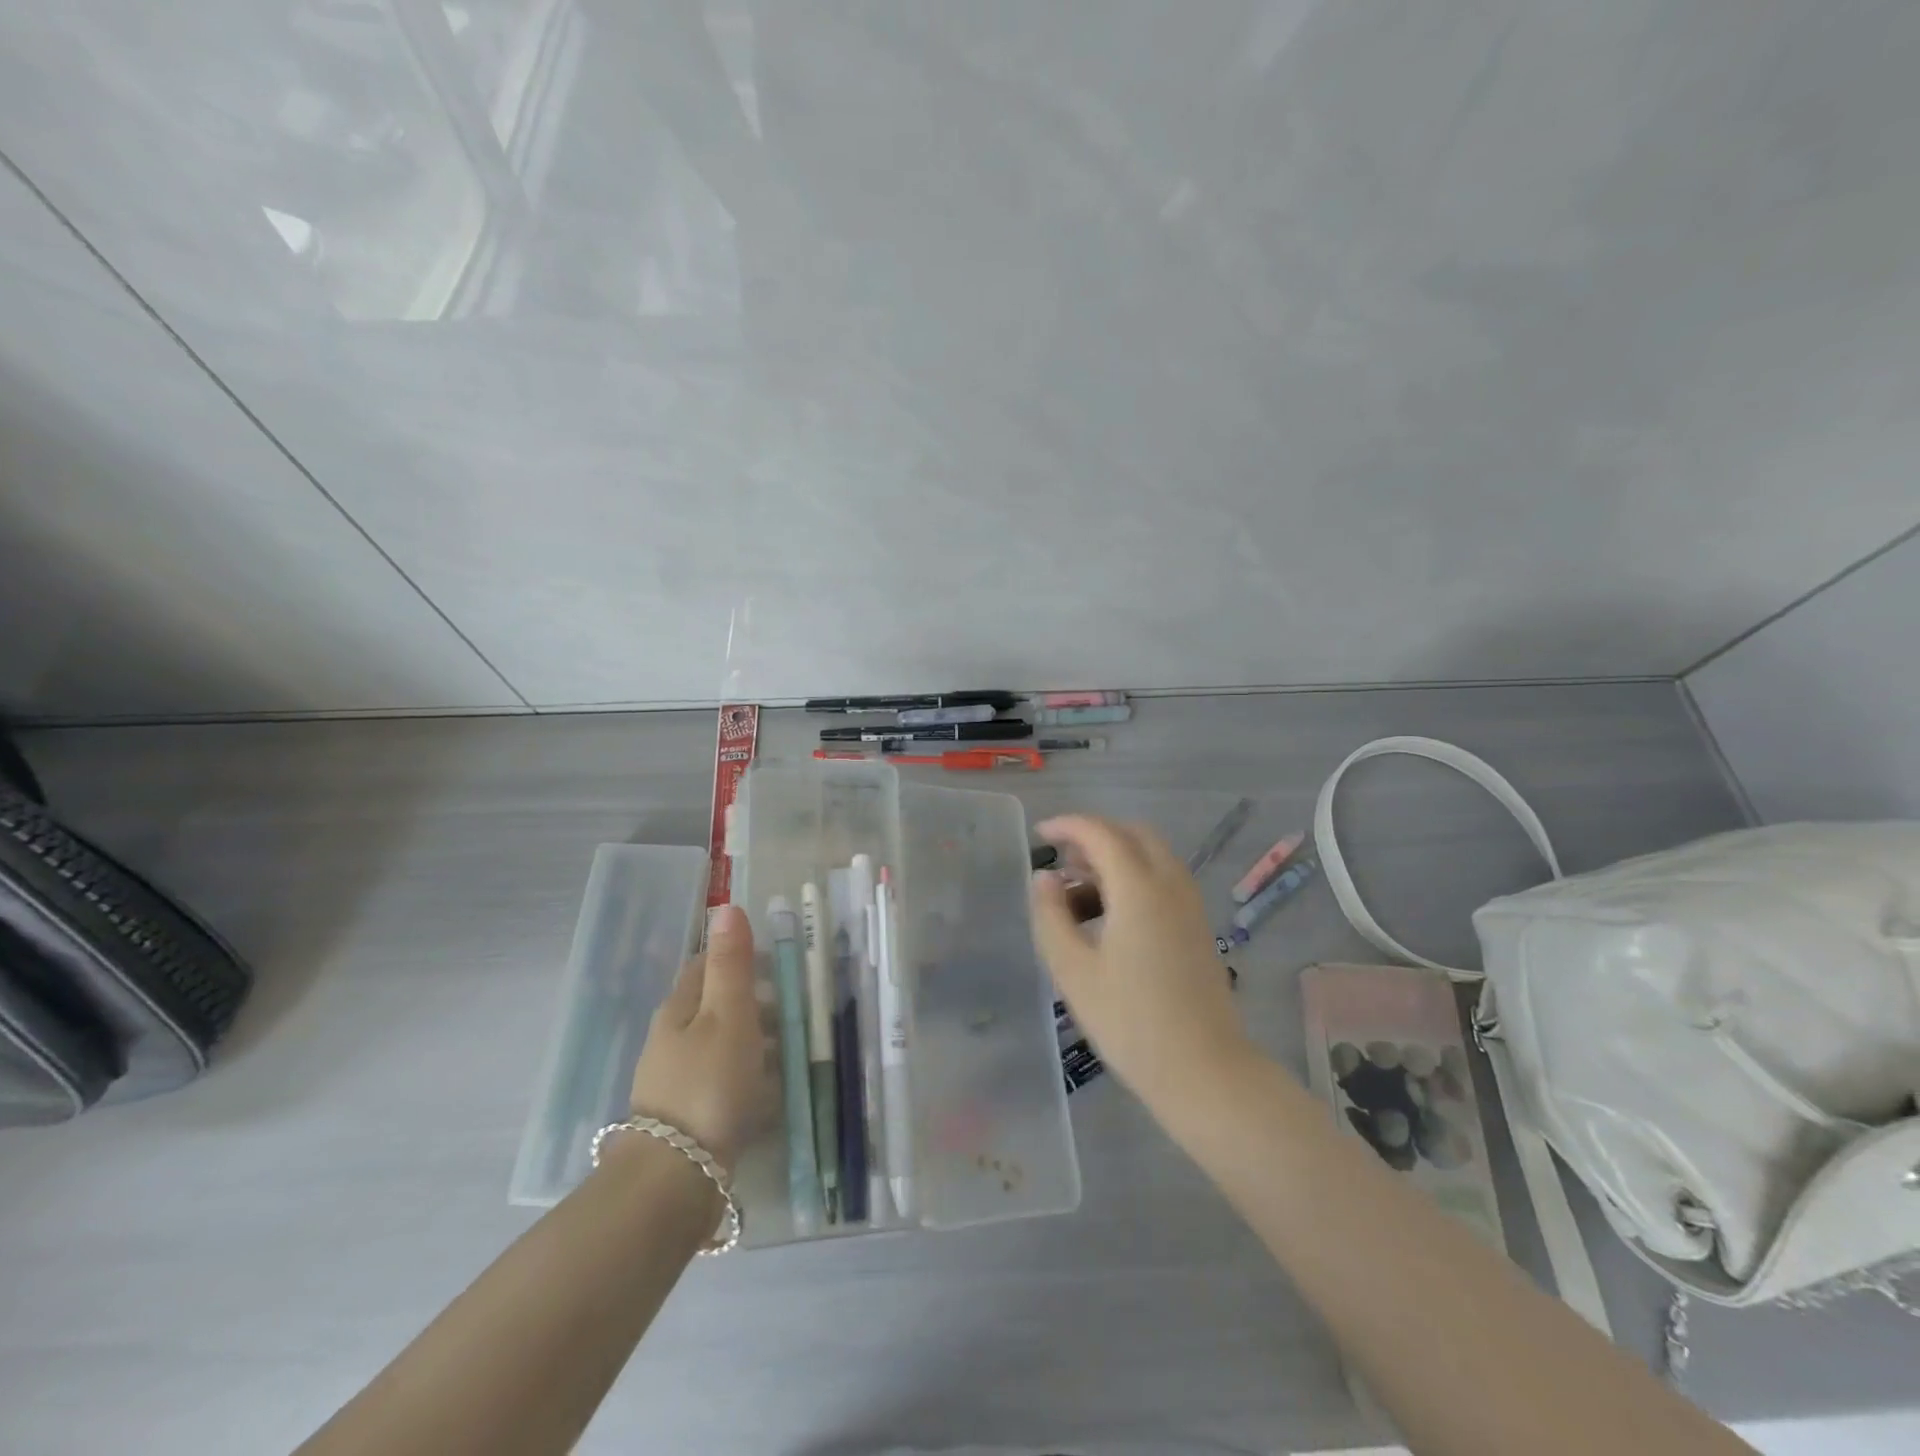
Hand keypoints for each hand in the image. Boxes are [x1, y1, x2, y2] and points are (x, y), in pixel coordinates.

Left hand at [628, 904, 775, 1169]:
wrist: (675, 1179)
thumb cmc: (708, 1082)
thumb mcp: (728, 1014)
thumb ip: (730, 963)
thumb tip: (726, 906)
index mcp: (678, 1009)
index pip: (705, 965)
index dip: (738, 955)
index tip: (775, 960)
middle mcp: (671, 1040)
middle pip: (714, 1006)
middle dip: (752, 999)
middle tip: (795, 1005)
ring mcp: (677, 1080)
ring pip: (721, 1044)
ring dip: (755, 1039)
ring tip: (794, 1046)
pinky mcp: (689, 1116)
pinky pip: (724, 1081)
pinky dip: (749, 1075)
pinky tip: (771, 1089)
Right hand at [1030, 815, 1253, 1107]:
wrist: (1203, 1070)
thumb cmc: (1129, 1021)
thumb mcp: (1073, 970)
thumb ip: (1052, 915)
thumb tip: (1045, 877)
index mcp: (1139, 888)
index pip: (1101, 833)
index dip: (1068, 825)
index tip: (1040, 833)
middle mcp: (1170, 883)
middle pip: (1132, 834)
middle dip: (1095, 836)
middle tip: (1062, 861)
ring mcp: (1190, 904)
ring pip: (1151, 855)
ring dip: (1116, 856)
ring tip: (1080, 892)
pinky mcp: (1198, 925)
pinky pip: (1164, 878)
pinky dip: (1135, 876)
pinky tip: (1111, 915)